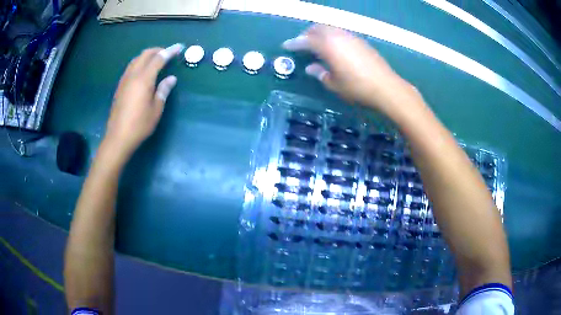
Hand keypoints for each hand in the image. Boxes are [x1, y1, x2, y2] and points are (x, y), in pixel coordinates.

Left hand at [102, 43, 183, 161]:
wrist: (118, 138)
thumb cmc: (139, 125)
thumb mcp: (156, 109)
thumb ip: (163, 90)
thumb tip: (171, 79)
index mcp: (144, 79)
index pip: (158, 59)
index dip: (169, 51)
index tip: (179, 47)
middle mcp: (133, 76)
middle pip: (145, 55)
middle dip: (157, 50)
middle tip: (168, 53)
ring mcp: (124, 81)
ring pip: (136, 60)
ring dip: (147, 56)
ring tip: (156, 60)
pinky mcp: (120, 87)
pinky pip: (131, 68)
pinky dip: (140, 63)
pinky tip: (144, 71)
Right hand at [283, 25, 423, 117]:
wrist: (386, 87)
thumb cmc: (357, 88)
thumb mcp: (334, 84)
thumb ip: (320, 73)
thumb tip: (311, 67)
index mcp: (328, 46)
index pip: (306, 40)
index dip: (294, 43)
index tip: (286, 46)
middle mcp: (338, 36)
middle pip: (318, 29)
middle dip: (307, 34)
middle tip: (301, 44)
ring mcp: (351, 37)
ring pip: (330, 29)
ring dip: (320, 34)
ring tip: (316, 45)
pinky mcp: (361, 41)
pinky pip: (341, 33)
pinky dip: (332, 36)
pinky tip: (334, 47)